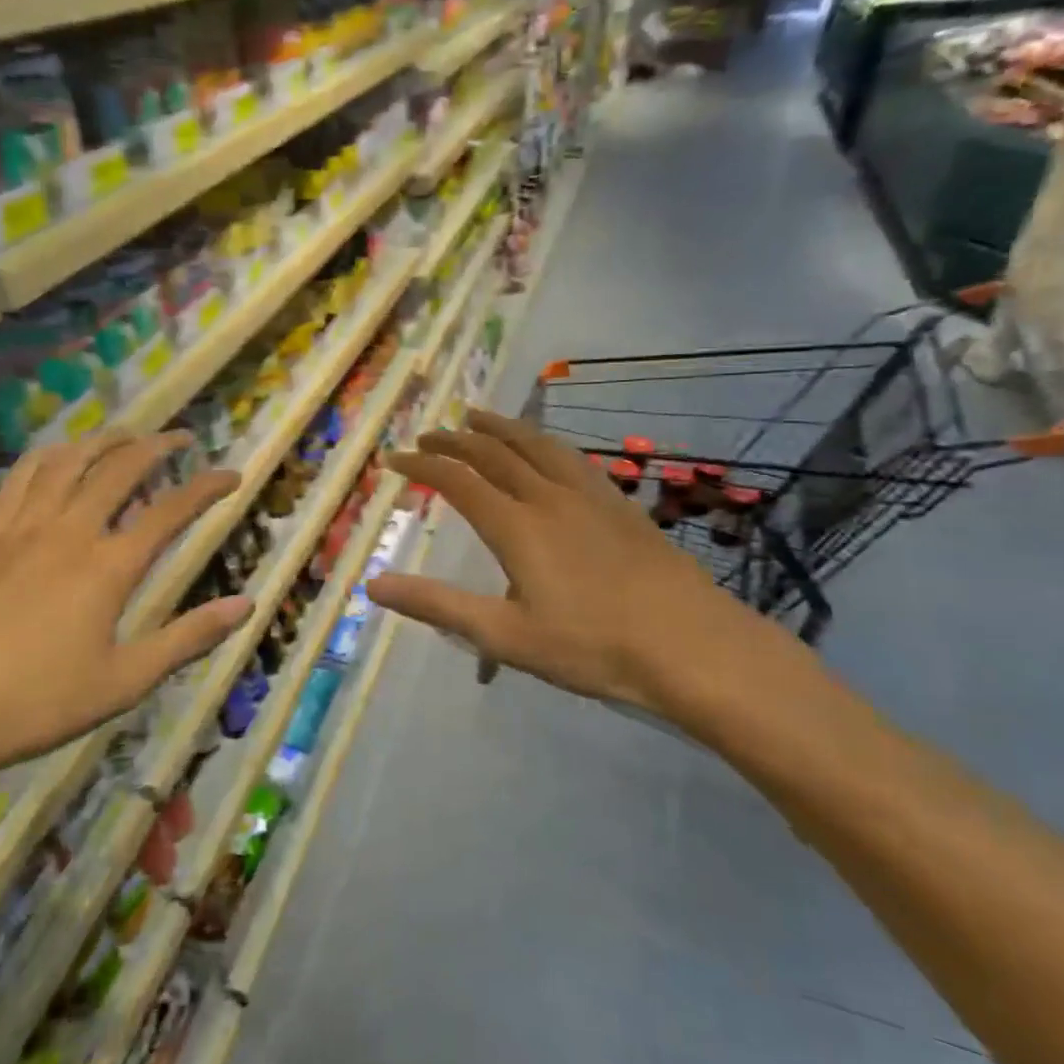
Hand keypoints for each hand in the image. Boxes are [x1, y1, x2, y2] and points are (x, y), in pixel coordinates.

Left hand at [0, 432, 250, 805]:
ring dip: (102, 440)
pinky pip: (18, 480)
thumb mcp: (124, 681)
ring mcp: (19, 530)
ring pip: (66, 462)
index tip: (233, 474)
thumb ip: (188, 638)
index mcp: (108, 567)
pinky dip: (48, 458)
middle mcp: (67, 531)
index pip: (171, 511)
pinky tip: (54, 461)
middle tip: (181, 437)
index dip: (207, 488)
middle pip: (118, 469)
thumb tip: (247, 604)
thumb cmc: (33, 703)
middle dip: (156, 446)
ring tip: (124, 435)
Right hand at [367, 411, 829, 744]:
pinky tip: (546, 449)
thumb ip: (438, 606)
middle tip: (428, 434)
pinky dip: (543, 442)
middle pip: (494, 453)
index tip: (395, 458)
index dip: (422, 465)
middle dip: (455, 440)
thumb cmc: (592, 647)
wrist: (689, 644)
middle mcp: (548, 497)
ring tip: (477, 417)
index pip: (457, 480)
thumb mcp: (505, 636)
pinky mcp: (619, 503)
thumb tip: (374, 585)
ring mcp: (589, 496)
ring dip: (500, 428)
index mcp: (516, 526)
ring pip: (536, 445)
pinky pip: (571, 457)